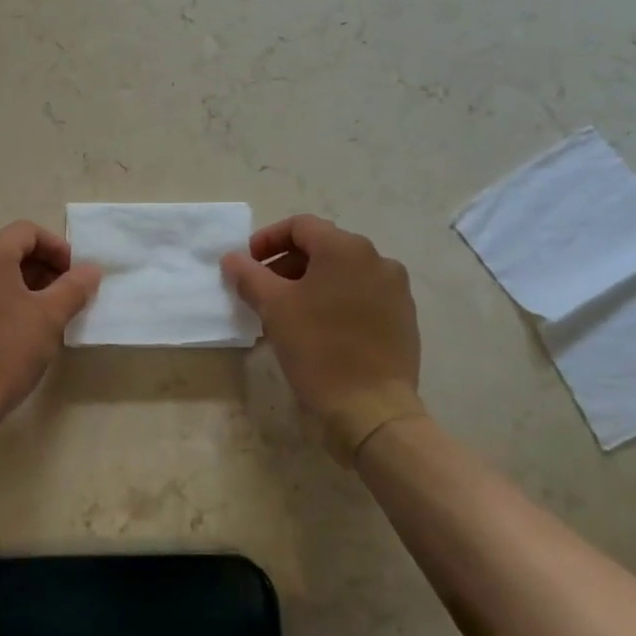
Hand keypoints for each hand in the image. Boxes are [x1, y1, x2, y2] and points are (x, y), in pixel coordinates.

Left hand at [0, 221, 101, 436]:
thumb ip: (74, 286)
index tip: (75, 277)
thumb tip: (90, 269)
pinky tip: (5, 333)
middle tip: (62, 298)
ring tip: (37, 317)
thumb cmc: (5, 354)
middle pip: (7, 250)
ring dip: (18, 286)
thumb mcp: (50, 318)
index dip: (57, 249)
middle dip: (39, 268)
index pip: (28, 232)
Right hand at [222, 215, 425, 457]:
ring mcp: (395, 289)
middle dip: (287, 263)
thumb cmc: (319, 349)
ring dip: (310, 282)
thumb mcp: (274, 308)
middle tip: (263, 290)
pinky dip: (335, 300)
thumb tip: (232, 258)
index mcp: (346, 249)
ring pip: (343, 272)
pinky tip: (319, 328)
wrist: (372, 409)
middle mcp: (377, 259)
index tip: (248, 264)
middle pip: (323, 247)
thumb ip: (249, 275)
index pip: (300, 226)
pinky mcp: (403, 317)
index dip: (267, 239)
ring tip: (288, 312)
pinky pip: (362, 295)